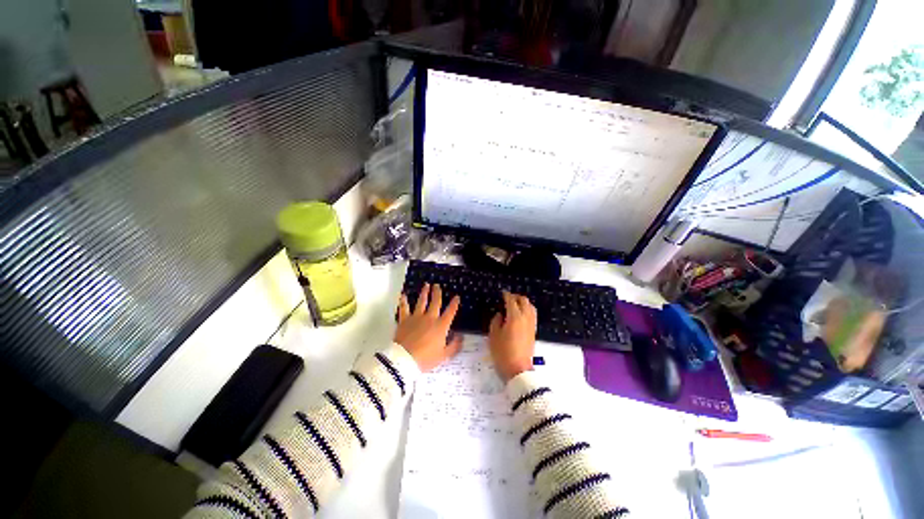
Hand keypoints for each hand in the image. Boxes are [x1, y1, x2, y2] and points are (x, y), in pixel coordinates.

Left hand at [395, 283, 462, 371]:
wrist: (404, 360)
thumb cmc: (425, 359)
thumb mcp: (443, 356)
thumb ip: (454, 346)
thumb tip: (461, 337)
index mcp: (441, 326)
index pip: (450, 312)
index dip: (454, 304)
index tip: (457, 297)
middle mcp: (430, 318)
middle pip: (435, 302)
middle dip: (437, 293)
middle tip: (437, 285)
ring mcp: (416, 317)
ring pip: (421, 301)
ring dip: (424, 293)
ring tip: (426, 285)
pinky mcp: (404, 320)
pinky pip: (404, 308)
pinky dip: (403, 301)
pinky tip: (403, 295)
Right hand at [488, 291, 536, 381]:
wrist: (518, 370)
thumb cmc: (503, 353)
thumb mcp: (493, 336)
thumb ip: (496, 321)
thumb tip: (500, 315)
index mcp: (515, 317)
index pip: (511, 301)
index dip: (506, 295)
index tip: (502, 293)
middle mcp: (525, 318)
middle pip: (524, 301)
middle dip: (516, 297)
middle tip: (508, 298)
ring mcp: (531, 325)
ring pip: (530, 307)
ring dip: (523, 302)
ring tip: (515, 304)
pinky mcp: (533, 331)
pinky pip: (532, 314)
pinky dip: (527, 309)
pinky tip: (520, 314)